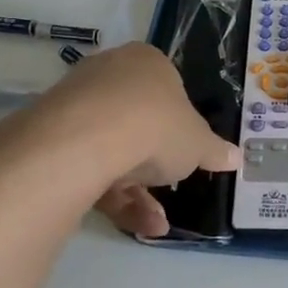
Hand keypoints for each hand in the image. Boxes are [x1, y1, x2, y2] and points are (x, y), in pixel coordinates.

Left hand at [13, 43, 238, 237]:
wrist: (86, 140)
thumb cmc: (156, 126)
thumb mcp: (198, 144)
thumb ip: (215, 151)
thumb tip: (236, 157)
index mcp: (146, 62)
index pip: (167, 88)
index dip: (179, 122)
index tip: (185, 151)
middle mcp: (108, 73)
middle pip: (137, 121)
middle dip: (154, 164)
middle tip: (168, 189)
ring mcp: (76, 103)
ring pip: (112, 148)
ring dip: (136, 191)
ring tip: (155, 224)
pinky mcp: (51, 136)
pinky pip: (87, 165)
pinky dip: (111, 195)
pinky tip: (135, 225)